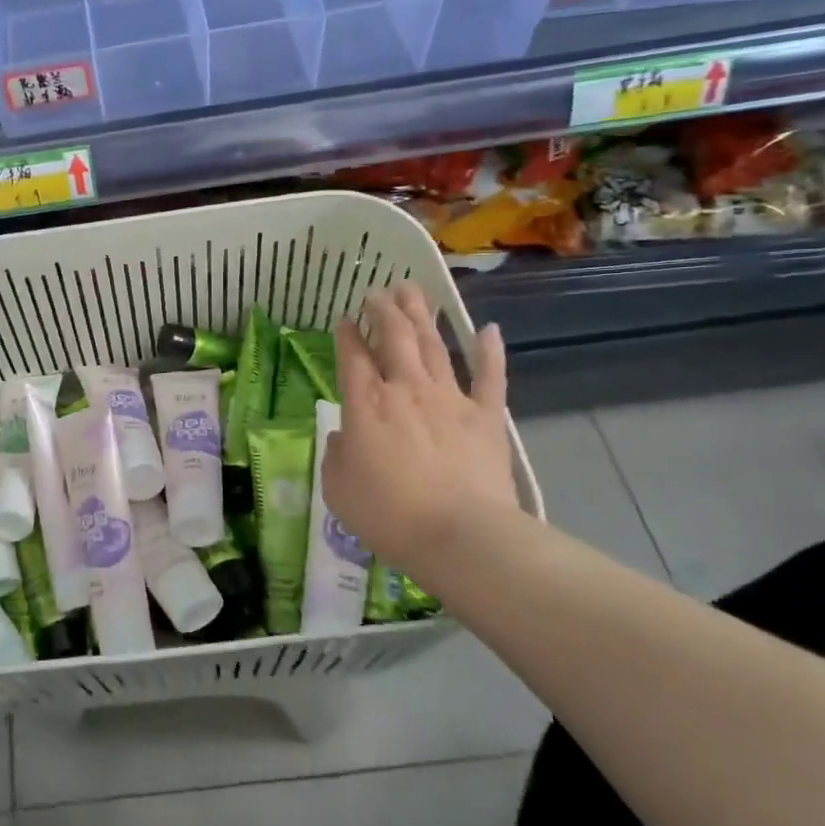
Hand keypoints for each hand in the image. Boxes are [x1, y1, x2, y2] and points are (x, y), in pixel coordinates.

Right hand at [322, 283, 520, 575]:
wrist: (460, 535)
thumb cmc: (388, 514)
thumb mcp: (338, 488)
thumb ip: (335, 455)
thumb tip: (342, 437)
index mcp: (365, 403)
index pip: (352, 356)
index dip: (347, 334)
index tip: (344, 318)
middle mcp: (405, 388)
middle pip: (394, 336)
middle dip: (383, 309)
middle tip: (377, 291)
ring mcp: (449, 398)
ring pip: (433, 345)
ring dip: (421, 315)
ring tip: (412, 290)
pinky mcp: (485, 416)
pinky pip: (489, 376)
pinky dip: (489, 351)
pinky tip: (488, 328)